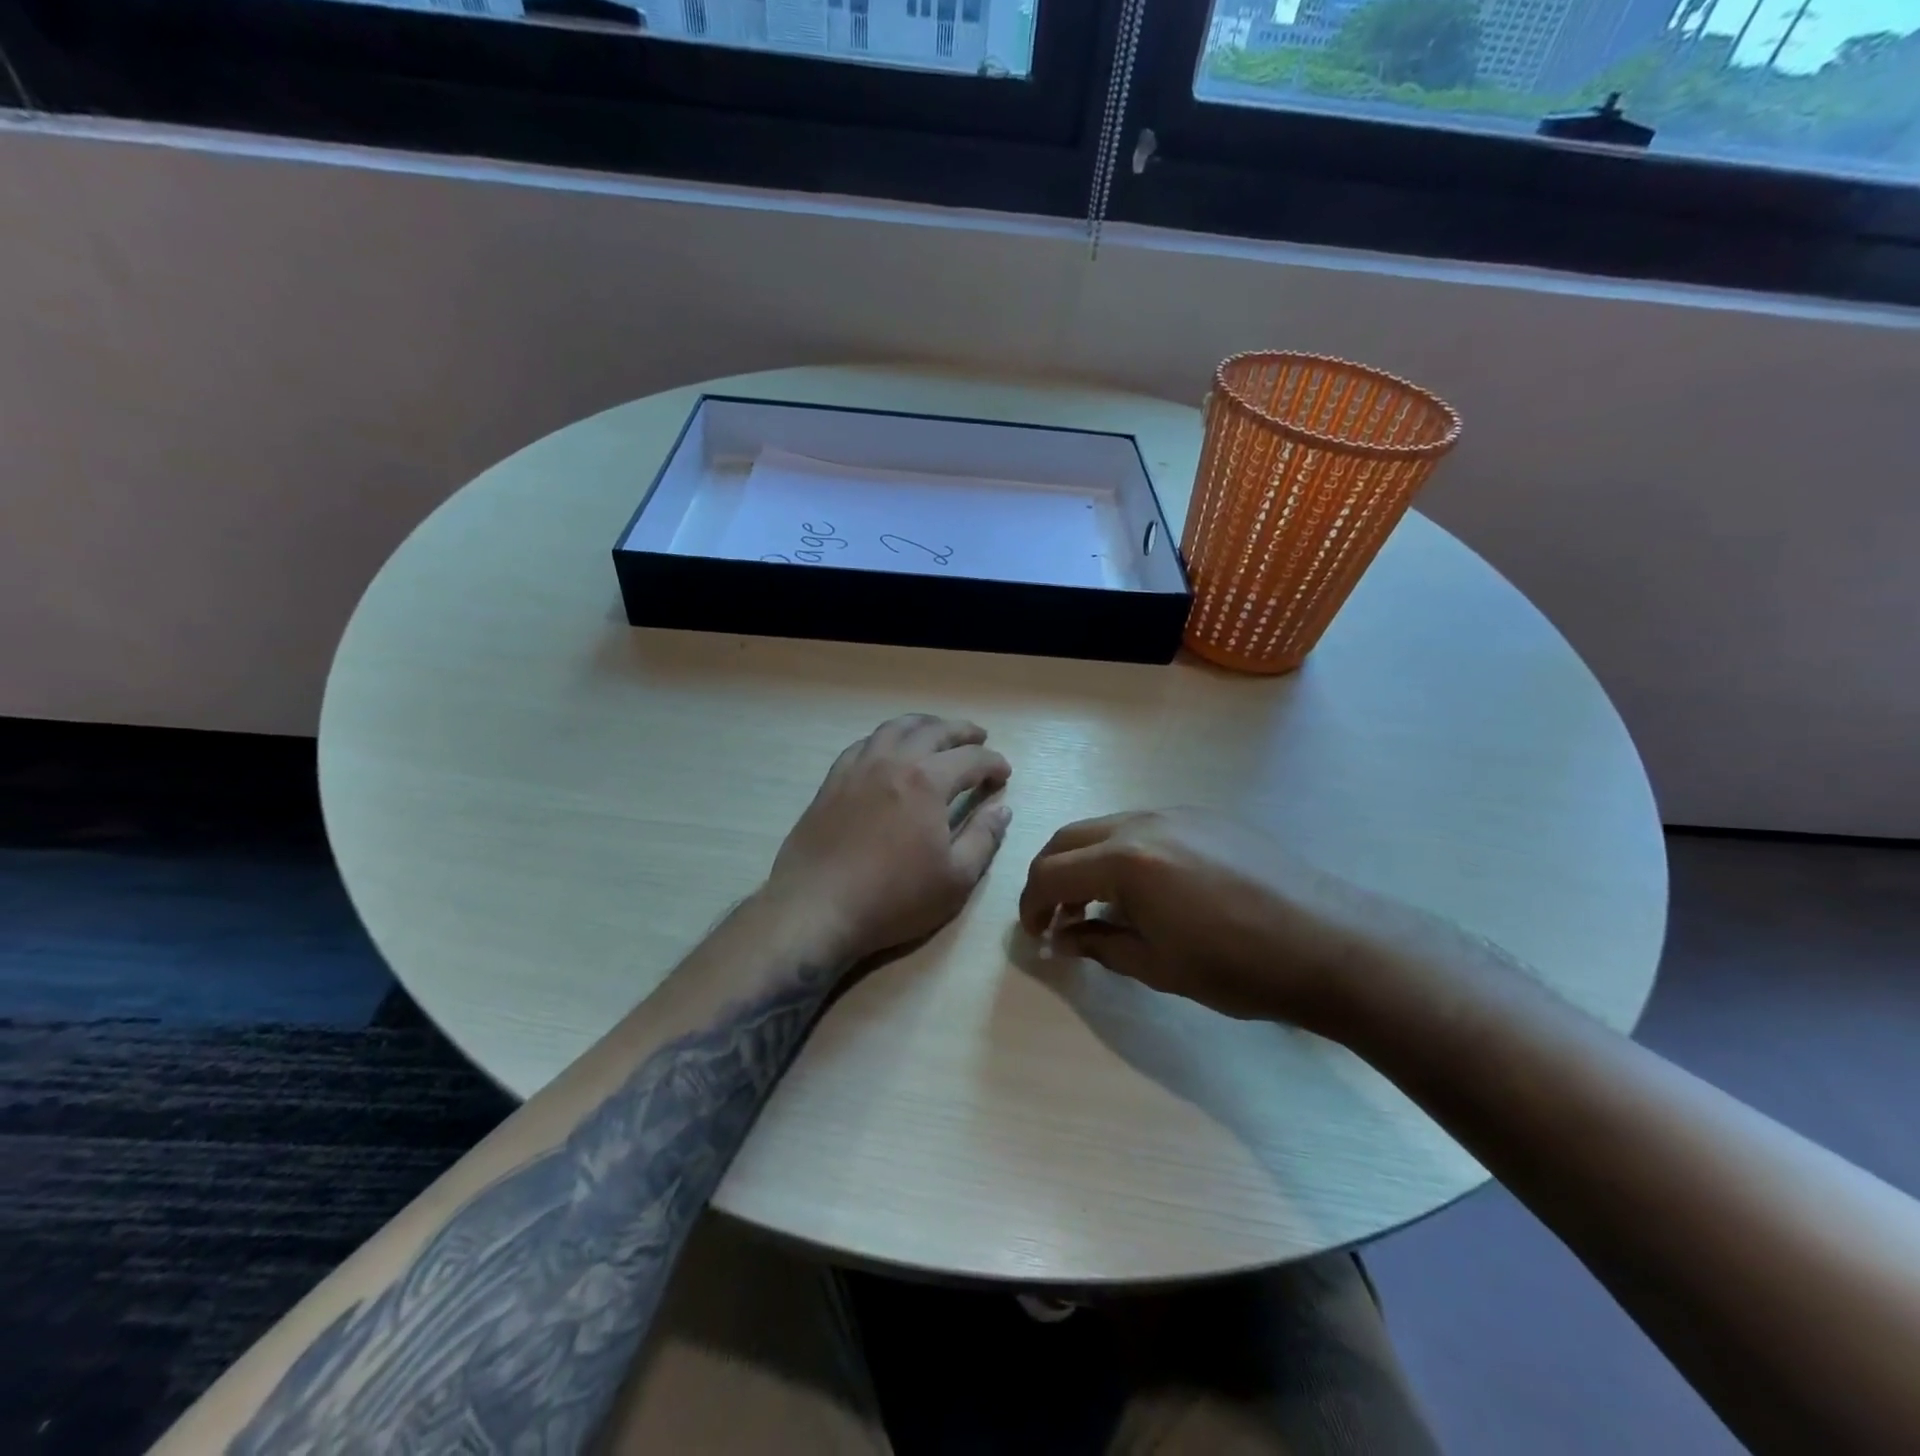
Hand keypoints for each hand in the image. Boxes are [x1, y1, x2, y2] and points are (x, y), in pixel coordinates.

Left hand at [763, 714, 1012, 963]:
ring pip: (895, 728)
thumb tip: (1002, 809)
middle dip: (962, 731)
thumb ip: (983, 839)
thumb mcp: (955, 879)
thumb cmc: (893, 898)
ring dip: (923, 724)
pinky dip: (886, 738)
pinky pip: (864, 744)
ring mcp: (858, 768)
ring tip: (937, 731)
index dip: (993, 763)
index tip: (1004, 774)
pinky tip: (889, 749)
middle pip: (933, 731)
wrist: (817, 907)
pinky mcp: (832, 781)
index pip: (971, 758)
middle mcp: (893, 762)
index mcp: (927, 782)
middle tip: (979, 737)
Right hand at [1018, 808, 1395, 1026]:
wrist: (1328, 943)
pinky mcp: (1205, 817)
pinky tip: (1147, 890)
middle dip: (1051, 876)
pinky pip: (1144, 827)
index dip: (1032, 904)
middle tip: (1056, 916)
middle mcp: (1143, 824)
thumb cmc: (1238, 968)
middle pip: (1071, 838)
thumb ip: (1099, 945)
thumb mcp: (1157, 967)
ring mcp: (1177, 814)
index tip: (1035, 934)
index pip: (1051, 873)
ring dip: (1087, 862)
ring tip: (1101, 905)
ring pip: (1106, 828)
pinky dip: (1123, 853)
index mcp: (1126, 861)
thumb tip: (1063, 937)